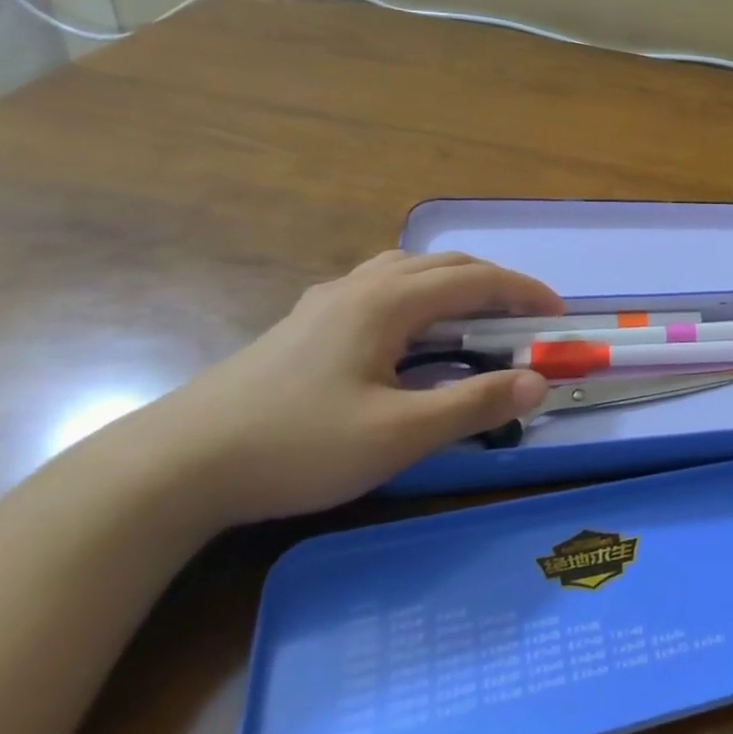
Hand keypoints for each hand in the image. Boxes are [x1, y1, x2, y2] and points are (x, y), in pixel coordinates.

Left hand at [127, 250, 563, 527]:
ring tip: (475, 319)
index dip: (526, 292)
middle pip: (446, 265)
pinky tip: (409, 334)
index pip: (477, 280)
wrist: (173, 468)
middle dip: (497, 284)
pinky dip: (419, 295)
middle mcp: (361, 287)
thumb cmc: (296, 447)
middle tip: (526, 319)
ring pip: (409, 270)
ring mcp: (326, 302)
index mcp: (389, 302)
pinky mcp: (304, 324)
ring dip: (455, 284)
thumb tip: (538, 382)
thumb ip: (475, 405)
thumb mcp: (399, 435)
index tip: (559, 316)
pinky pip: (379, 287)